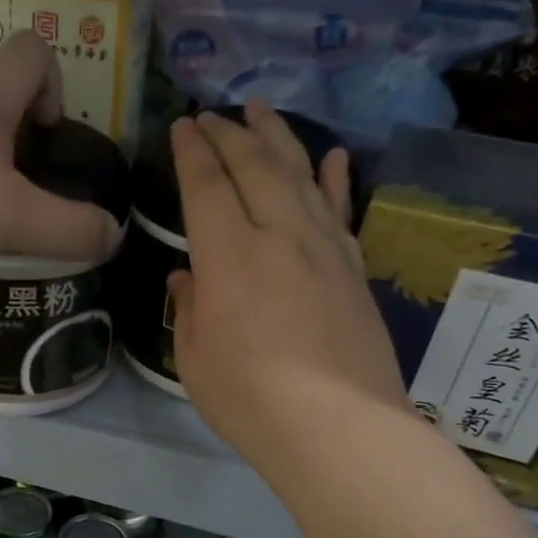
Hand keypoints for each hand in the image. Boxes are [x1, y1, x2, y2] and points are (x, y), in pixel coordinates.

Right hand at [168, 103, 410, 480]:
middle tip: (214, 114)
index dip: (194, 152)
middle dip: (231, 133)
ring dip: (279, 138)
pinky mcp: (354, 269)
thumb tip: (188, 277)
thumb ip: (190, 307)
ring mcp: (324, 247)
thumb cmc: (248, 398)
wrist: (336, 426)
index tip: (184, 126)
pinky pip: (341, 210)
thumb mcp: (193, 358)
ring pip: (301, 175)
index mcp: (229, 255)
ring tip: (262, 110)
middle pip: (256, 166)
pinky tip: (332, 156)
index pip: (208, 185)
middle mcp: (279, 235)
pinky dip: (335, 179)